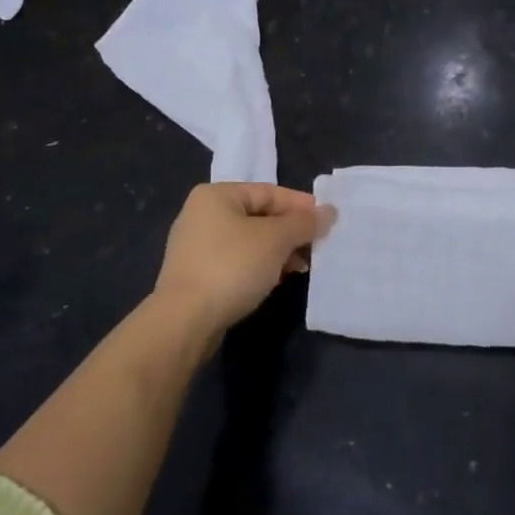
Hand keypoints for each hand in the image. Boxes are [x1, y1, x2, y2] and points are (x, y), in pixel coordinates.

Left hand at [154, 183, 335, 336]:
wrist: (184, 322)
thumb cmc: (232, 267)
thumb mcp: (276, 240)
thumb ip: (305, 223)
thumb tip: (330, 211)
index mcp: (216, 195)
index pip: (269, 192)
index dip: (301, 206)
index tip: (326, 222)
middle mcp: (202, 214)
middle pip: (259, 216)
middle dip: (290, 232)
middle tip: (317, 246)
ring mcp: (195, 246)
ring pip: (249, 241)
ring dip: (278, 251)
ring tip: (301, 267)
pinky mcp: (195, 275)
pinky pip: (236, 261)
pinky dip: (259, 266)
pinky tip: (277, 280)